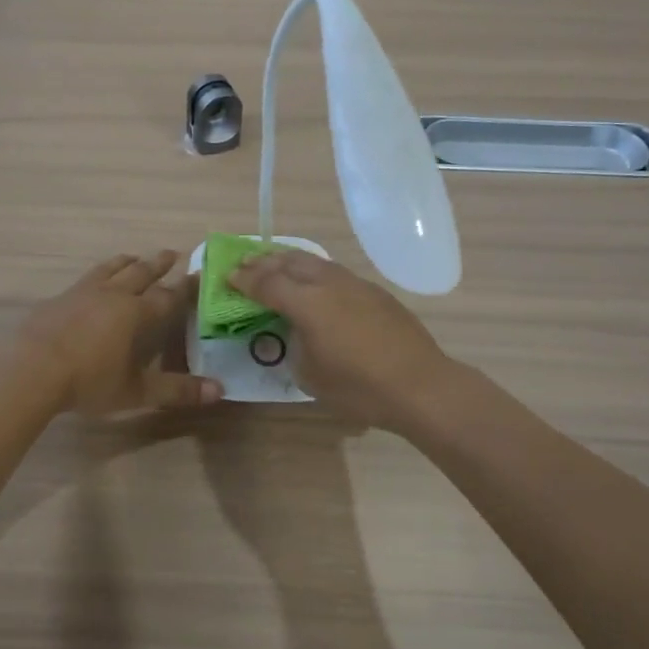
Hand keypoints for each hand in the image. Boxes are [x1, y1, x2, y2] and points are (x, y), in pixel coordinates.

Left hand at [22, 251, 222, 415]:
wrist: (32, 370)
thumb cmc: (89, 381)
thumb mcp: (136, 391)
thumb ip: (177, 390)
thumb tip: (220, 390)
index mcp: (135, 313)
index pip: (168, 296)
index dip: (184, 288)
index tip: (198, 276)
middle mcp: (112, 295)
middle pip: (140, 273)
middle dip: (158, 264)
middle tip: (171, 253)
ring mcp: (82, 293)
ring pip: (110, 269)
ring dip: (126, 262)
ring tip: (134, 257)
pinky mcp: (58, 299)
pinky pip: (84, 280)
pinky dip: (97, 276)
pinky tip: (91, 284)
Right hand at [230, 251, 455, 429]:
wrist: (420, 385)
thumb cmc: (358, 387)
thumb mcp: (310, 375)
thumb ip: (294, 345)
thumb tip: (295, 332)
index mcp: (307, 303)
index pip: (267, 283)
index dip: (244, 279)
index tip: (228, 277)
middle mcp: (329, 284)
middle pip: (289, 262)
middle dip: (264, 262)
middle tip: (245, 265)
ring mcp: (355, 284)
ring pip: (315, 261)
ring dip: (290, 261)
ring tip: (276, 266)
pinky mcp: (375, 292)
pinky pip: (335, 273)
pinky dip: (315, 272)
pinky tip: (315, 284)